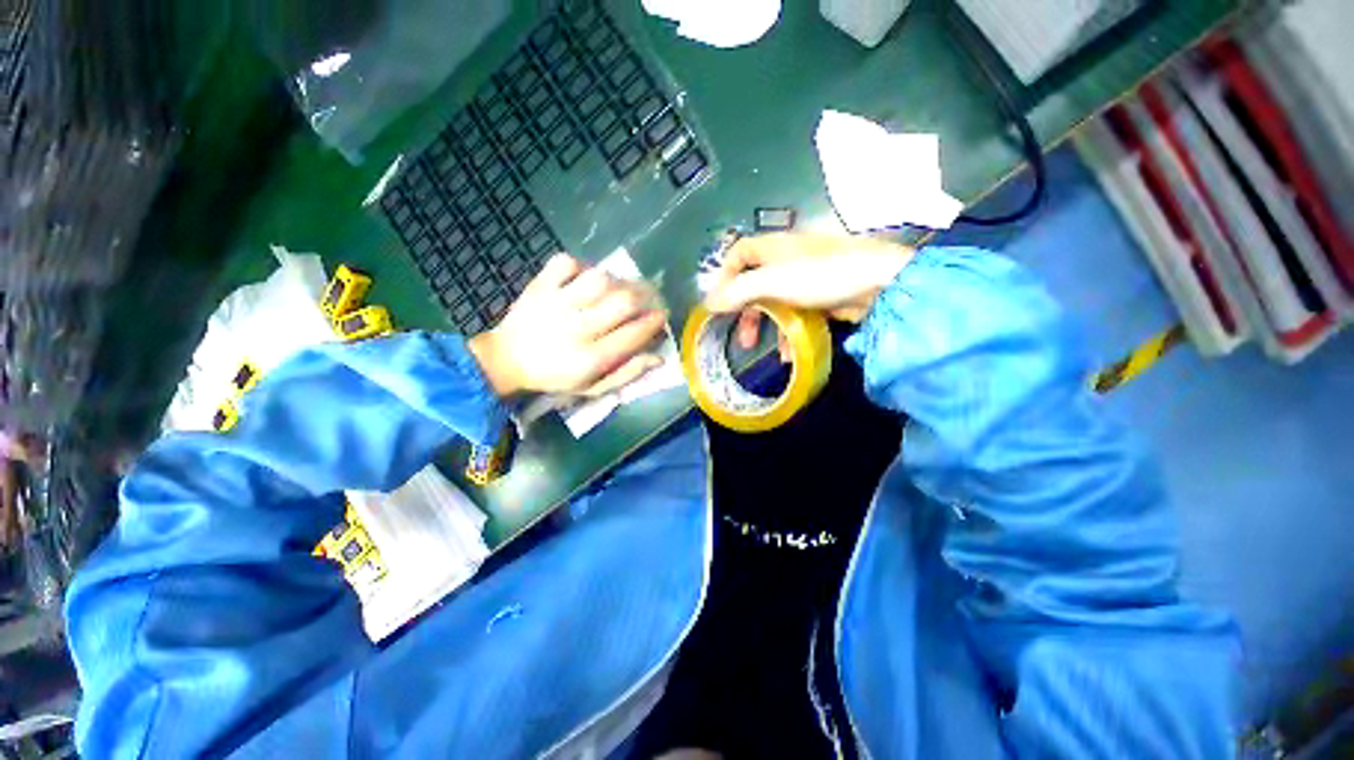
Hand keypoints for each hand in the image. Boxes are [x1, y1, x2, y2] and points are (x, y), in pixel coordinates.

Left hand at [468, 254, 667, 396]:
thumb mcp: (593, 387)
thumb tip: (659, 356)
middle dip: (645, 296)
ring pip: (599, 279)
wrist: (506, 360)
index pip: (634, 333)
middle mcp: (576, 328)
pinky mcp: (540, 286)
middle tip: (649, 296)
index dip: (654, 321)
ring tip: (621, 286)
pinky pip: (566, 263)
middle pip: (623, 302)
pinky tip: (588, 276)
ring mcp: (556, 303)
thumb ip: (626, 373)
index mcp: (590, 358)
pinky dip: (583, 265)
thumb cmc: (556, 376)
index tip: (661, 316)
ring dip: (618, 280)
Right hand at [705, 233, 913, 348]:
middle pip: (754, 284)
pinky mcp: (821, 296)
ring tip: (764, 350)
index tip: (720, 304)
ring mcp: (804, 279)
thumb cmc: (820, 275)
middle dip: (746, 312)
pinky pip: (796, 313)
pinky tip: (791, 353)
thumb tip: (708, 304)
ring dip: (768, 327)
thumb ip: (738, 293)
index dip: (725, 277)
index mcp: (772, 248)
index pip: (737, 254)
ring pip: (775, 303)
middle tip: (742, 337)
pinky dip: (789, 332)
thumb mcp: (772, 282)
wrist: (880, 283)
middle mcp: (785, 260)